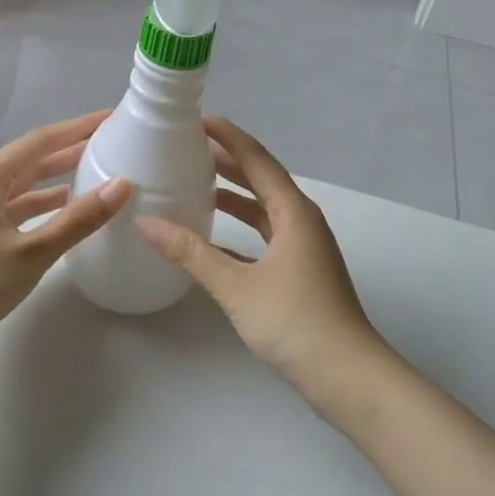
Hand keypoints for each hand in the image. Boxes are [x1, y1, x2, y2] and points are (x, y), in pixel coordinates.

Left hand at [0, 110, 132, 331]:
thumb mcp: (33, 251)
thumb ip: (79, 219)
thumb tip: (123, 185)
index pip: (43, 140)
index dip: (78, 127)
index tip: (110, 117)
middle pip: (33, 159)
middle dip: (70, 150)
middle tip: (109, 143)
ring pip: (24, 184)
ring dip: (57, 178)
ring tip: (95, 172)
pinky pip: (16, 206)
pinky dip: (42, 204)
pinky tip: (64, 209)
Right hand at [134, 118, 384, 401]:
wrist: (348, 377)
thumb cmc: (295, 322)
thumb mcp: (236, 286)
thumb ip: (190, 253)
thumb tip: (146, 222)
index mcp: (293, 211)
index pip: (256, 158)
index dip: (227, 135)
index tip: (196, 118)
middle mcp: (301, 220)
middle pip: (260, 178)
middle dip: (226, 159)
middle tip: (187, 146)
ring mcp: (303, 246)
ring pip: (263, 207)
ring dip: (232, 193)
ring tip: (194, 181)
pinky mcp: (299, 269)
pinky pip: (264, 233)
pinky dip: (240, 225)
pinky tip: (212, 233)